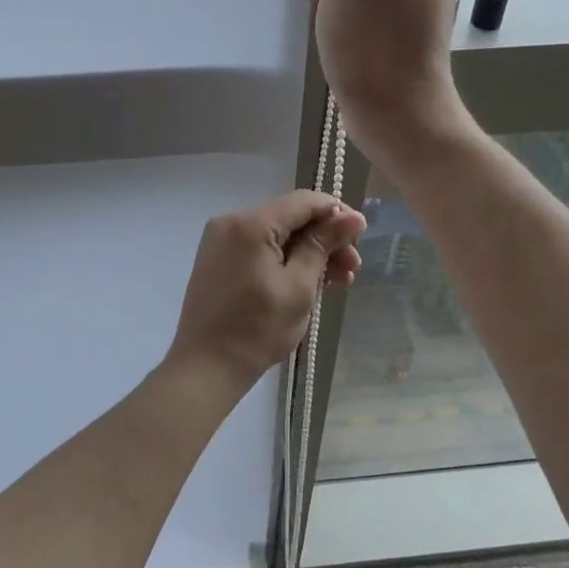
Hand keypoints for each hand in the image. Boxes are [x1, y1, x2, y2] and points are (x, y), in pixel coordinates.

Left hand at [164, 191, 367, 389]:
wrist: (206, 366)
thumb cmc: (258, 329)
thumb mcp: (299, 286)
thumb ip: (323, 245)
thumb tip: (352, 217)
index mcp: (251, 223)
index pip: (303, 201)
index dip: (336, 212)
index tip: (362, 233)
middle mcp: (231, 221)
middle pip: (289, 218)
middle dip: (324, 238)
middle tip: (353, 267)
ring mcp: (221, 240)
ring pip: (276, 234)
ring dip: (307, 252)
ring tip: (338, 280)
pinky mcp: (218, 259)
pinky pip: (259, 248)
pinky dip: (284, 260)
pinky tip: (309, 281)